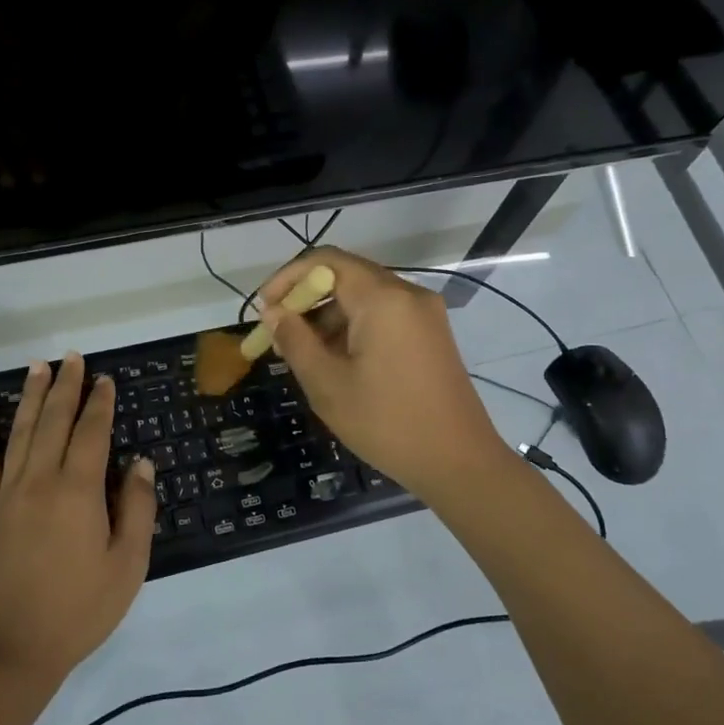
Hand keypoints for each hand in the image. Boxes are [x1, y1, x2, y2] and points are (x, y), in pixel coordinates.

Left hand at [0, 353, 156, 685]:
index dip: (100, 403)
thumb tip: (140, 463)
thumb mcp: (127, 565)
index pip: (91, 433)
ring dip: (29, 397)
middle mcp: (40, 481)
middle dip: (65, 387)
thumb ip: (137, 509)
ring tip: (37, 367)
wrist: (10, 650)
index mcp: (78, 491)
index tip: (105, 379)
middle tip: (71, 357)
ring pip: (18, 433)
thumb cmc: (78, 610)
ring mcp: (5, 494)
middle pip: (53, 422)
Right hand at [257, 248, 508, 500]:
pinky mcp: (431, 334)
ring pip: (364, 297)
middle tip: (278, 335)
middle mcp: (408, 294)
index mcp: (383, 299)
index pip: (325, 261)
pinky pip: (384, 315)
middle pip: (346, 276)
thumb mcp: (328, 384)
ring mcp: (424, 314)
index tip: (265, 310)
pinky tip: (335, 360)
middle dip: (306, 300)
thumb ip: (295, 340)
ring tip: (301, 354)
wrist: (459, 463)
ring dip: (328, 316)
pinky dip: (353, 327)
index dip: (288, 278)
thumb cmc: (386, 423)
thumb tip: (273, 312)